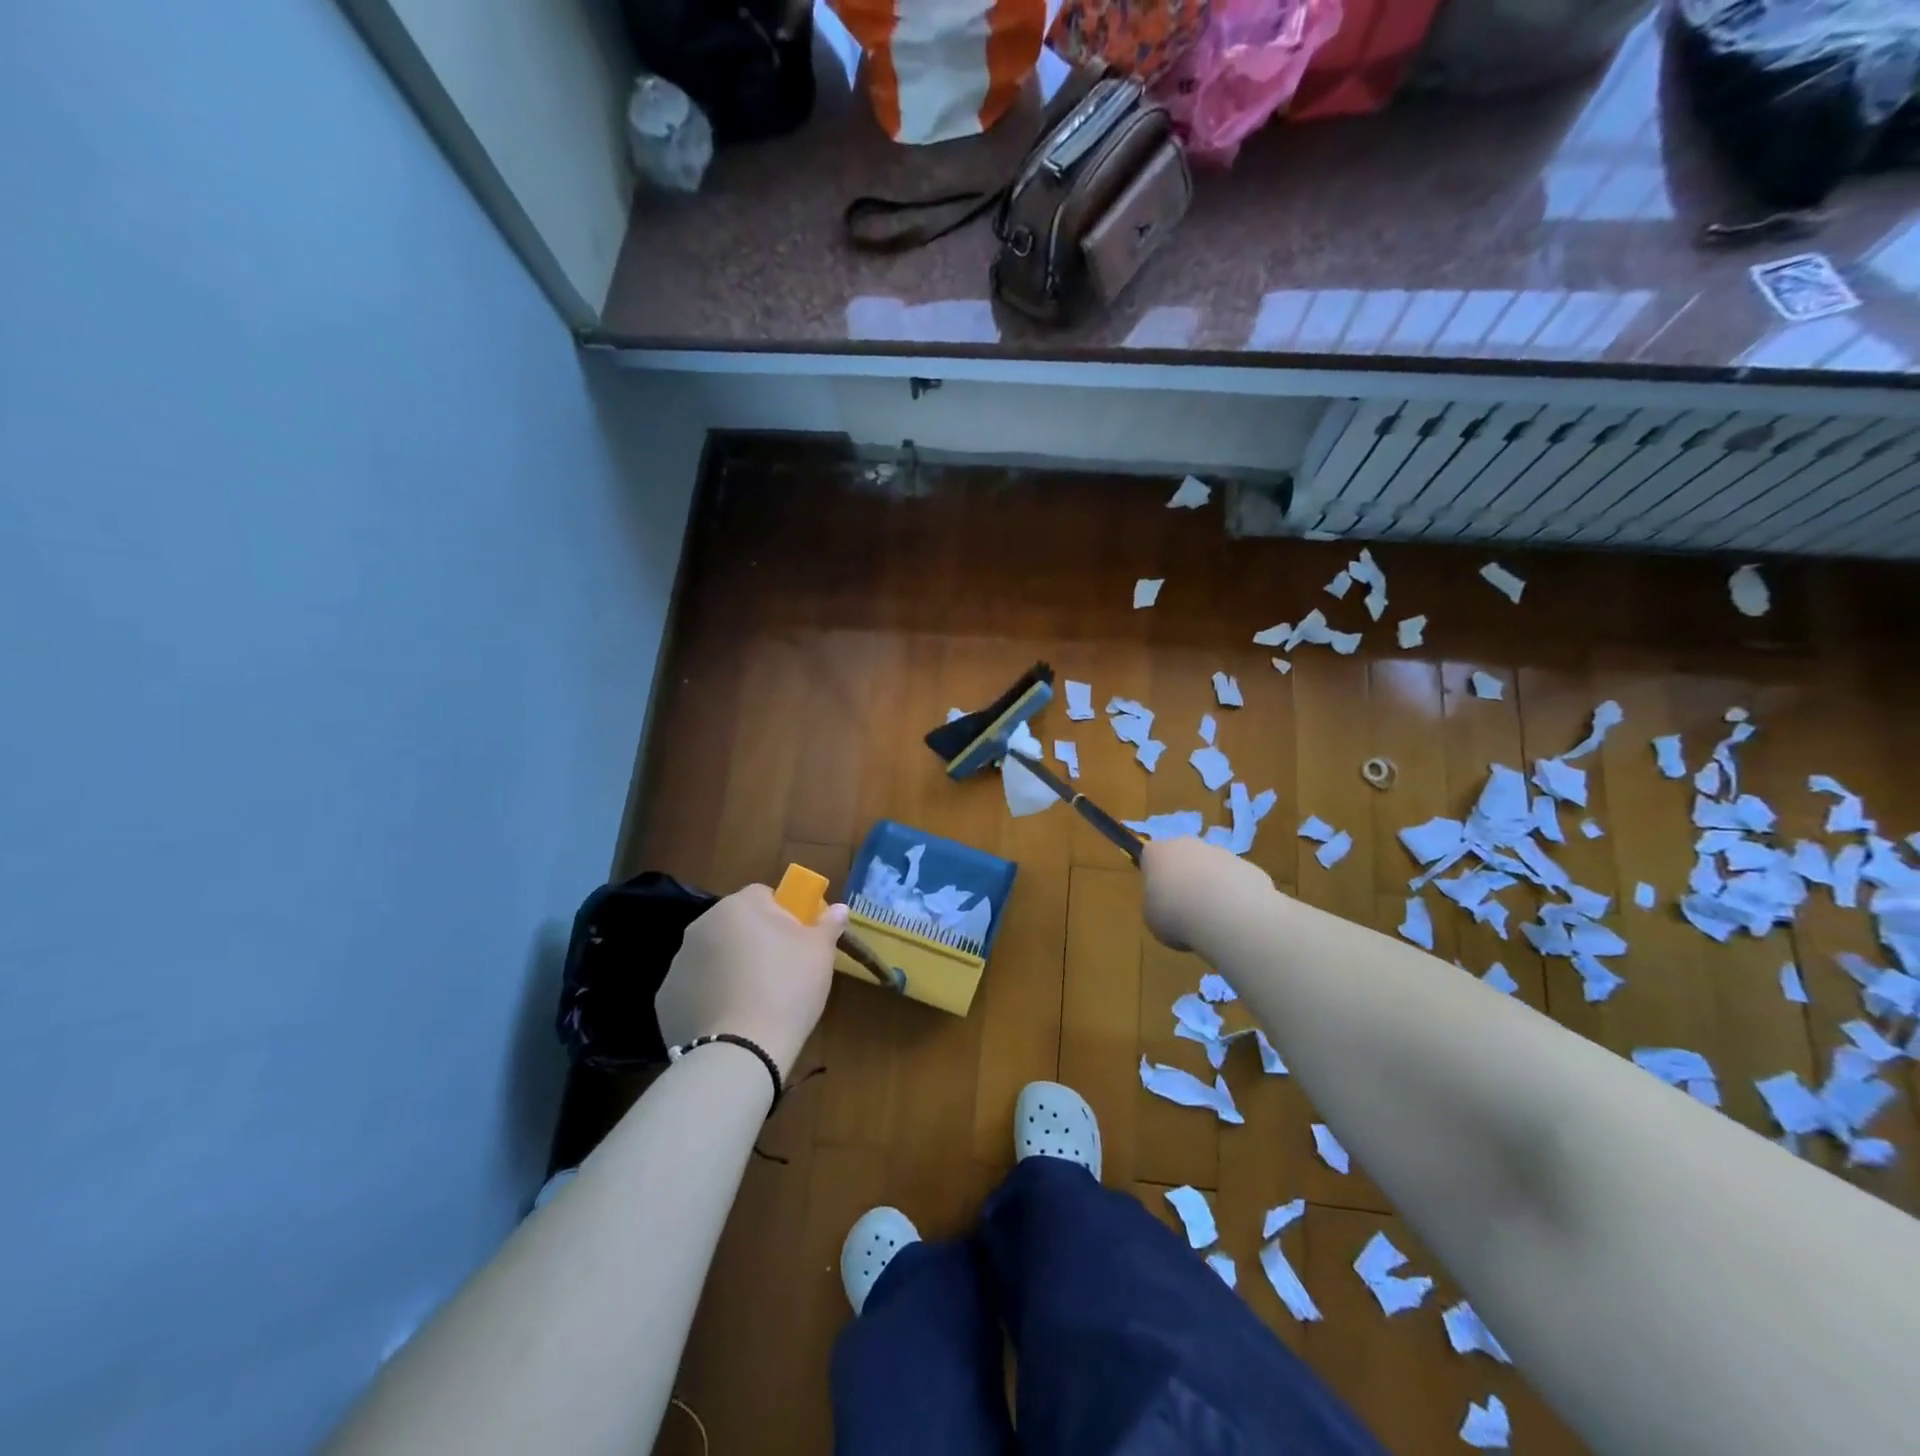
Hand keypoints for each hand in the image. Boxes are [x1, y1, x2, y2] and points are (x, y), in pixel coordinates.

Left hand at [656, 884, 848, 1079]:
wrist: (740, 1051)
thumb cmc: (787, 989)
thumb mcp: (820, 953)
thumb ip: (828, 924)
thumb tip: (838, 908)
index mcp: (738, 906)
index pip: (765, 895)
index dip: (785, 916)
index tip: (798, 942)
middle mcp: (702, 925)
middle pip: (736, 924)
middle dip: (755, 941)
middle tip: (780, 972)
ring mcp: (679, 962)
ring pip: (714, 955)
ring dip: (731, 967)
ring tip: (755, 1001)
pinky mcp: (666, 998)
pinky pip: (696, 988)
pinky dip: (711, 997)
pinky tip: (730, 1020)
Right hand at [1142, 836, 1273, 951]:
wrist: (1227, 915)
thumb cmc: (1176, 915)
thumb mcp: (1152, 919)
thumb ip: (1157, 906)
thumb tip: (1169, 907)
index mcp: (1157, 853)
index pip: (1150, 856)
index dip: (1154, 875)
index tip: (1158, 895)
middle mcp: (1188, 845)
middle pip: (1184, 856)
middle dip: (1185, 876)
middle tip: (1186, 906)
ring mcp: (1221, 853)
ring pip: (1212, 867)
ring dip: (1211, 886)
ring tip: (1213, 917)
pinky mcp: (1249, 867)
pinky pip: (1237, 881)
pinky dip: (1235, 896)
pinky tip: (1235, 918)